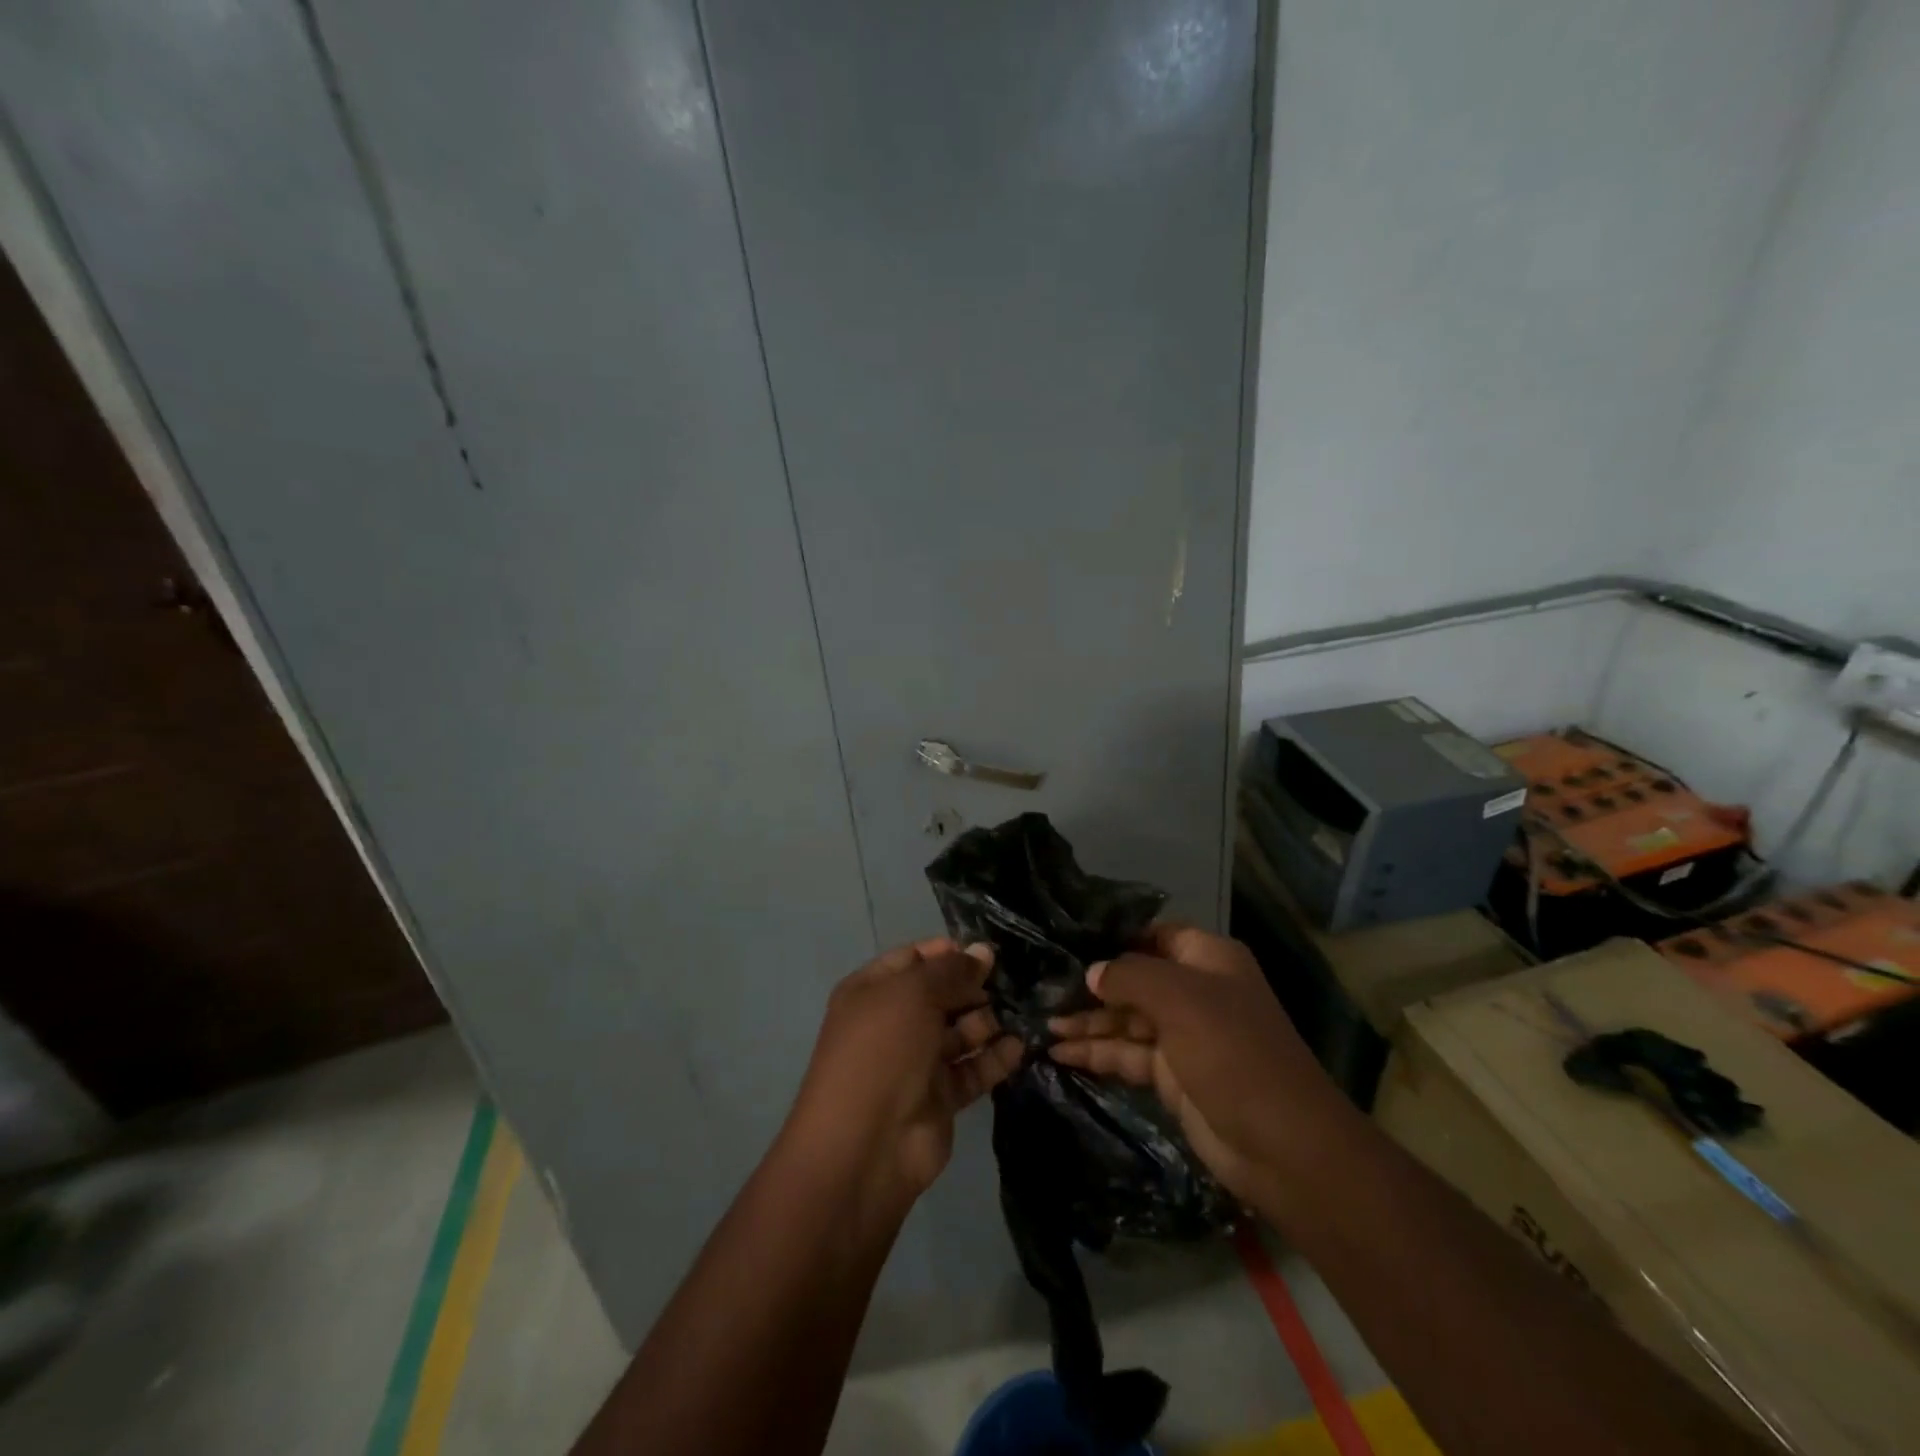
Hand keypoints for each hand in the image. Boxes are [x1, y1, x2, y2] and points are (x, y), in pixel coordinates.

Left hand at [786, 937, 1022, 1206]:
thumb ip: (951, 971)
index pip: (913, 959)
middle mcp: (893, 1023)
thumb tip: (982, 952)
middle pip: (940, 995)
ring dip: (988, 1021)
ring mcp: (916, 1062)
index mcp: (872, 991)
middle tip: (1013, 981)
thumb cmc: (882, 1051)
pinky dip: (994, 1058)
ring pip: (959, 1032)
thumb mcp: (914, 994)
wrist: (865, 1147)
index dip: (947, 952)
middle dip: (973, 986)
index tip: (986, 951)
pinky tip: (1020, 1045)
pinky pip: (972, 1069)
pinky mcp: (940, 1098)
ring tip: (1021, 1011)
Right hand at [1046, 924, 1339, 1199]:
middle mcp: (1194, 991)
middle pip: (1133, 979)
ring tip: (1041, 1025)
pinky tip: (1059, 1054)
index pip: (1153, 935)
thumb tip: (1092, 973)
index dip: (1114, 937)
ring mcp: (1182, 1035)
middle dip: (1091, 985)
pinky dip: (1095, 1053)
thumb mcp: (1180, 1000)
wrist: (1282, 1146)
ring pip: (1125, 1019)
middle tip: (1042, 989)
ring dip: (1087, 1022)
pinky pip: (1126, 1054)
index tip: (1067, 939)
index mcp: (1207, 959)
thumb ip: (1129, 977)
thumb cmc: (1233, 1052)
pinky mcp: (1170, 1076)